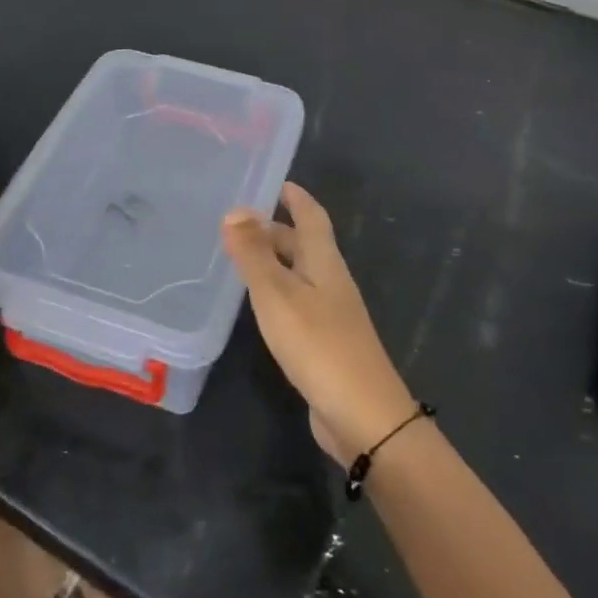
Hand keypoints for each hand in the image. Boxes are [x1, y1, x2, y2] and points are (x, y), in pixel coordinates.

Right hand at [222, 182, 415, 465]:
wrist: (362, 415)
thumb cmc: (318, 344)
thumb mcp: (277, 294)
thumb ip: (254, 254)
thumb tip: (235, 209)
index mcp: (325, 262)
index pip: (312, 217)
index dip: (297, 198)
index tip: (277, 182)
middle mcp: (331, 282)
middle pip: (305, 246)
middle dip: (276, 230)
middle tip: (239, 224)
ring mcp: (331, 314)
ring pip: (300, 275)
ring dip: (275, 262)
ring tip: (241, 259)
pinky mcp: (325, 343)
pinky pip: (298, 303)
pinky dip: (277, 293)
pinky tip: (260, 306)